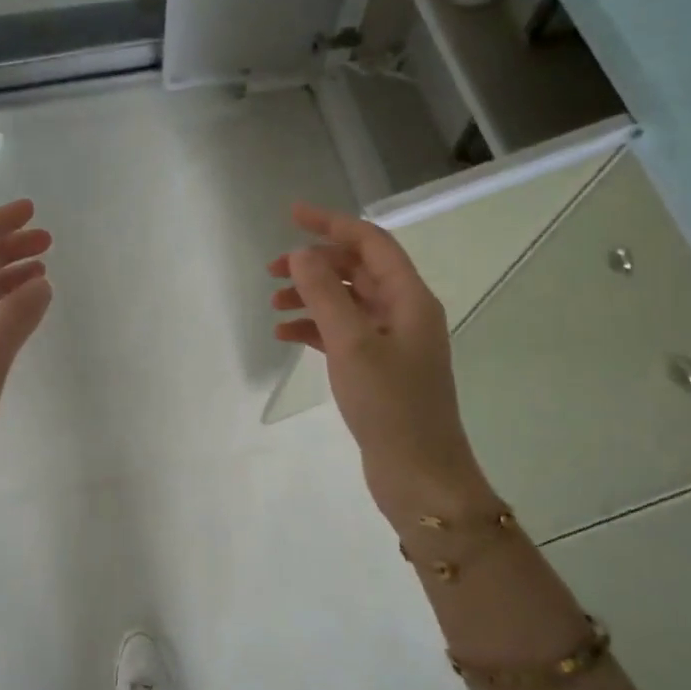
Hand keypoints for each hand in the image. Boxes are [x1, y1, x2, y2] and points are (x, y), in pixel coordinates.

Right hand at [269, 203, 486, 523]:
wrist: (419, 474)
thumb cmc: (390, 404)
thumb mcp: (352, 343)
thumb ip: (324, 294)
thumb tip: (301, 253)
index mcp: (409, 298)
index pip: (370, 243)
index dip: (332, 224)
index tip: (292, 214)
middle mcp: (404, 312)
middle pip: (356, 271)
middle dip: (314, 264)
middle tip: (271, 270)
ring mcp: (392, 342)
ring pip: (346, 302)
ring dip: (311, 297)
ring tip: (273, 304)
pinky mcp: (378, 368)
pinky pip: (342, 333)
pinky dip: (315, 328)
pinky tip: (286, 334)